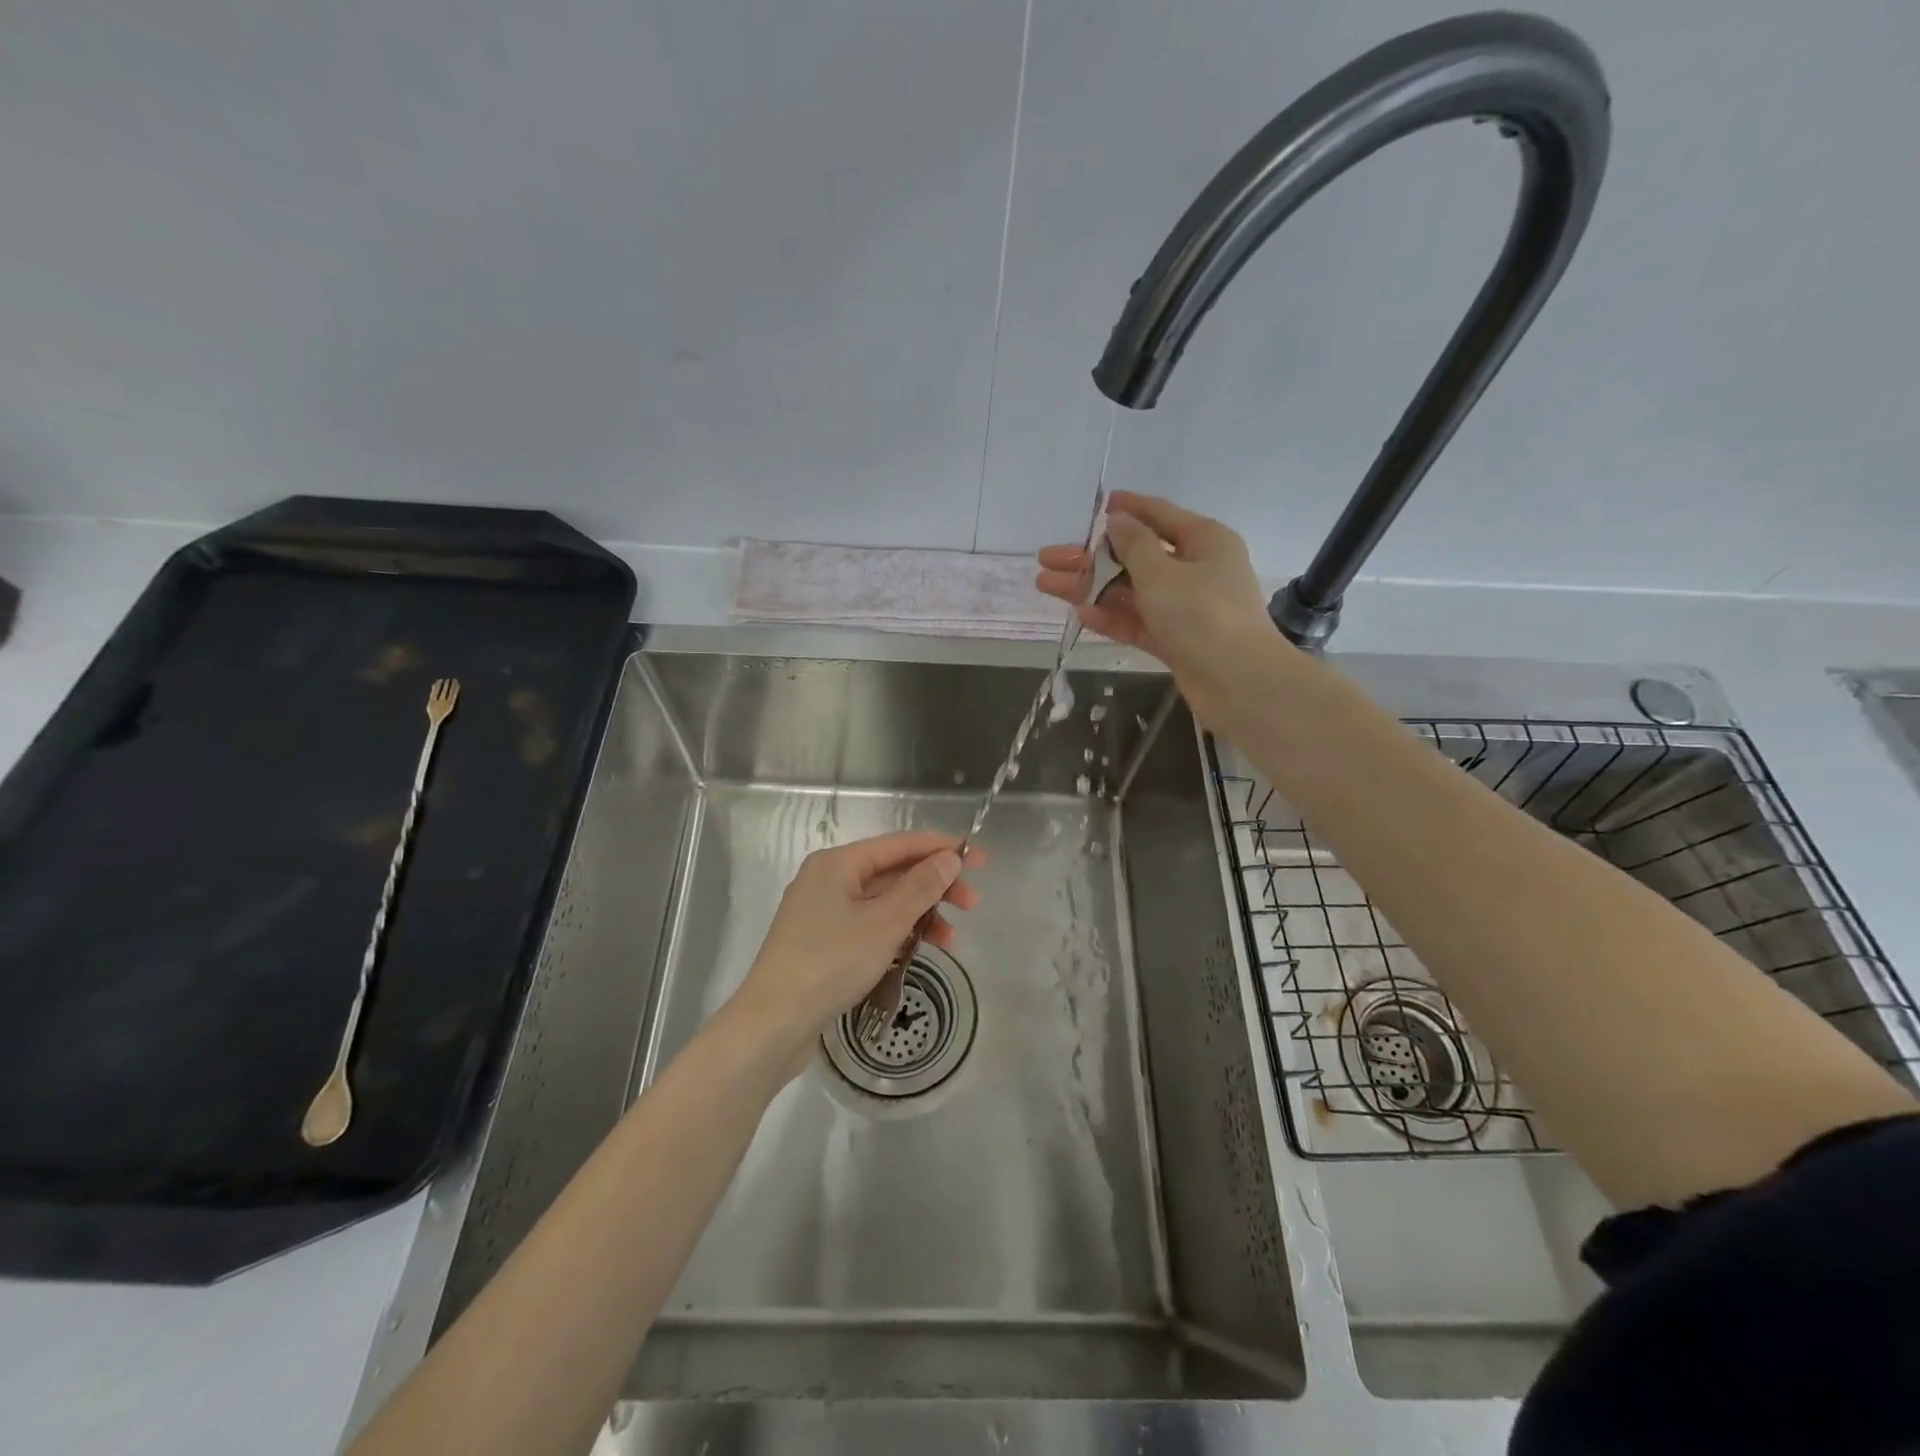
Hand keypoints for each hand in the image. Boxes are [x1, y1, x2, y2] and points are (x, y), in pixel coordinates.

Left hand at [729, 832, 982, 1072]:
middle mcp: (829, 879)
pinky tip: (920, 950)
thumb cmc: (830, 963)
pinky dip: (897, 932)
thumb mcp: (883, 923)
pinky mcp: (823, 941)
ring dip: (920, 914)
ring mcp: (824, 911)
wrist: (773, 1024)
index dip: (942, 849)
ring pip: (884, 901)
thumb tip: (949, 857)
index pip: (900, 844)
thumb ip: (920, 887)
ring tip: (952, 939)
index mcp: (838, 863)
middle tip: (972, 905)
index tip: (979, 859)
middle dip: (935, 886)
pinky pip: (870, 924)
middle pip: (893, 872)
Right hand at [1036, 491, 1277, 724]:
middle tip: (1047, 558)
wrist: (1237, 681)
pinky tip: (1081, 612)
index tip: (1098, 506)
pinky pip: (1139, 621)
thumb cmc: (1201, 614)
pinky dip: (1112, 616)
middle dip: (1091, 558)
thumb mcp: (1162, 572)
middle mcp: (1196, 569)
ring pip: (1131, 591)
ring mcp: (1186, 607)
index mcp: (1204, 541)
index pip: (1159, 515)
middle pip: (1135, 557)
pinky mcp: (1177, 639)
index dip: (1127, 509)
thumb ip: (1133, 545)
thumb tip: (1118, 520)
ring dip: (1091, 587)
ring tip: (1046, 585)